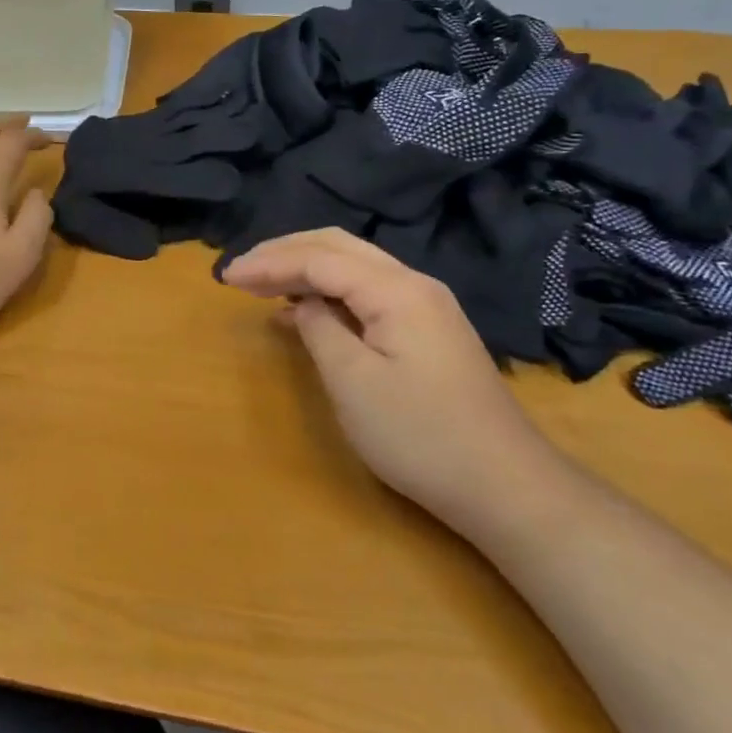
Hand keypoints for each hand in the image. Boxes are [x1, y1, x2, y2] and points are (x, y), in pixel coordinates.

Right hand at [220, 228, 562, 534]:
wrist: (505, 486)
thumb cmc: (421, 435)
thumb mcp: (354, 383)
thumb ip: (320, 329)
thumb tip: (302, 304)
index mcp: (396, 290)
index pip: (319, 258)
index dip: (268, 263)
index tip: (226, 277)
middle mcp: (413, 283)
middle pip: (337, 246)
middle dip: (284, 253)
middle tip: (240, 271)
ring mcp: (425, 306)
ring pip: (354, 266)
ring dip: (305, 268)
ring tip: (261, 284)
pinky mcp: (427, 329)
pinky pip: (367, 292)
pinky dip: (328, 291)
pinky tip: (303, 310)